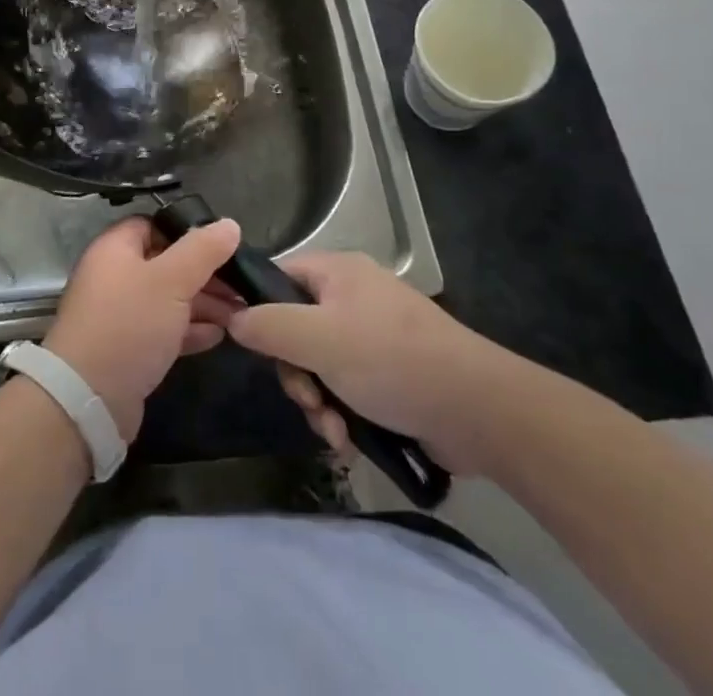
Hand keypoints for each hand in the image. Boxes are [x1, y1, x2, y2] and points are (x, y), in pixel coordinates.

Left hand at [44, 216, 243, 440]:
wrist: (89, 398)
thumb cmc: (129, 324)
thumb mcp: (171, 280)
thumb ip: (202, 250)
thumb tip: (229, 224)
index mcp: (115, 248)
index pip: (154, 225)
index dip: (187, 232)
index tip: (222, 246)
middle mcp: (114, 276)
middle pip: (165, 264)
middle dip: (204, 274)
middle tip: (241, 287)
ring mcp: (120, 313)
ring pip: (168, 299)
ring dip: (202, 304)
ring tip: (239, 314)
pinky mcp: (128, 348)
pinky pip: (163, 329)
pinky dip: (189, 330)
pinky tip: (218, 336)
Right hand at [225, 252, 543, 475]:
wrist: (480, 411)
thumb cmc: (392, 361)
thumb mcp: (319, 340)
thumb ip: (269, 326)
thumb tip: (232, 318)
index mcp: (337, 272)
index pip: (278, 276)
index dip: (258, 308)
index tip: (253, 347)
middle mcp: (352, 296)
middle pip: (295, 327)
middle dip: (295, 372)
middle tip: (307, 400)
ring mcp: (373, 335)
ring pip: (319, 363)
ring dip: (317, 400)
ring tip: (333, 431)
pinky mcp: (390, 373)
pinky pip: (346, 385)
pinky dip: (341, 411)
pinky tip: (348, 440)